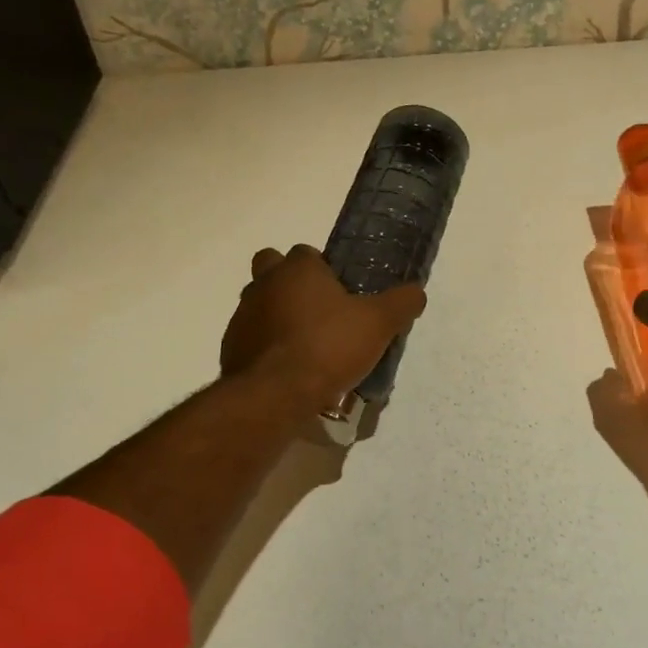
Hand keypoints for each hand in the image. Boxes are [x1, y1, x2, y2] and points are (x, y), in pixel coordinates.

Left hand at [220, 245, 426, 415]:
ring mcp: (242, 316)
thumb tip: (417, 292)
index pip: (307, 253)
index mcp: (297, 269)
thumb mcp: (379, 324)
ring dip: (279, 316)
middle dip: (291, 283)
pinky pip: (252, 338)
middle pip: (272, 269)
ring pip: (261, 304)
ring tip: (307, 346)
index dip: (324, 270)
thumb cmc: (328, 347)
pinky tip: (289, 369)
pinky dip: (267, 347)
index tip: (342, 293)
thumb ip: (401, 303)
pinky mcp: (231, 348)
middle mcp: (263, 284)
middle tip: (319, 312)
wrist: (275, 394)